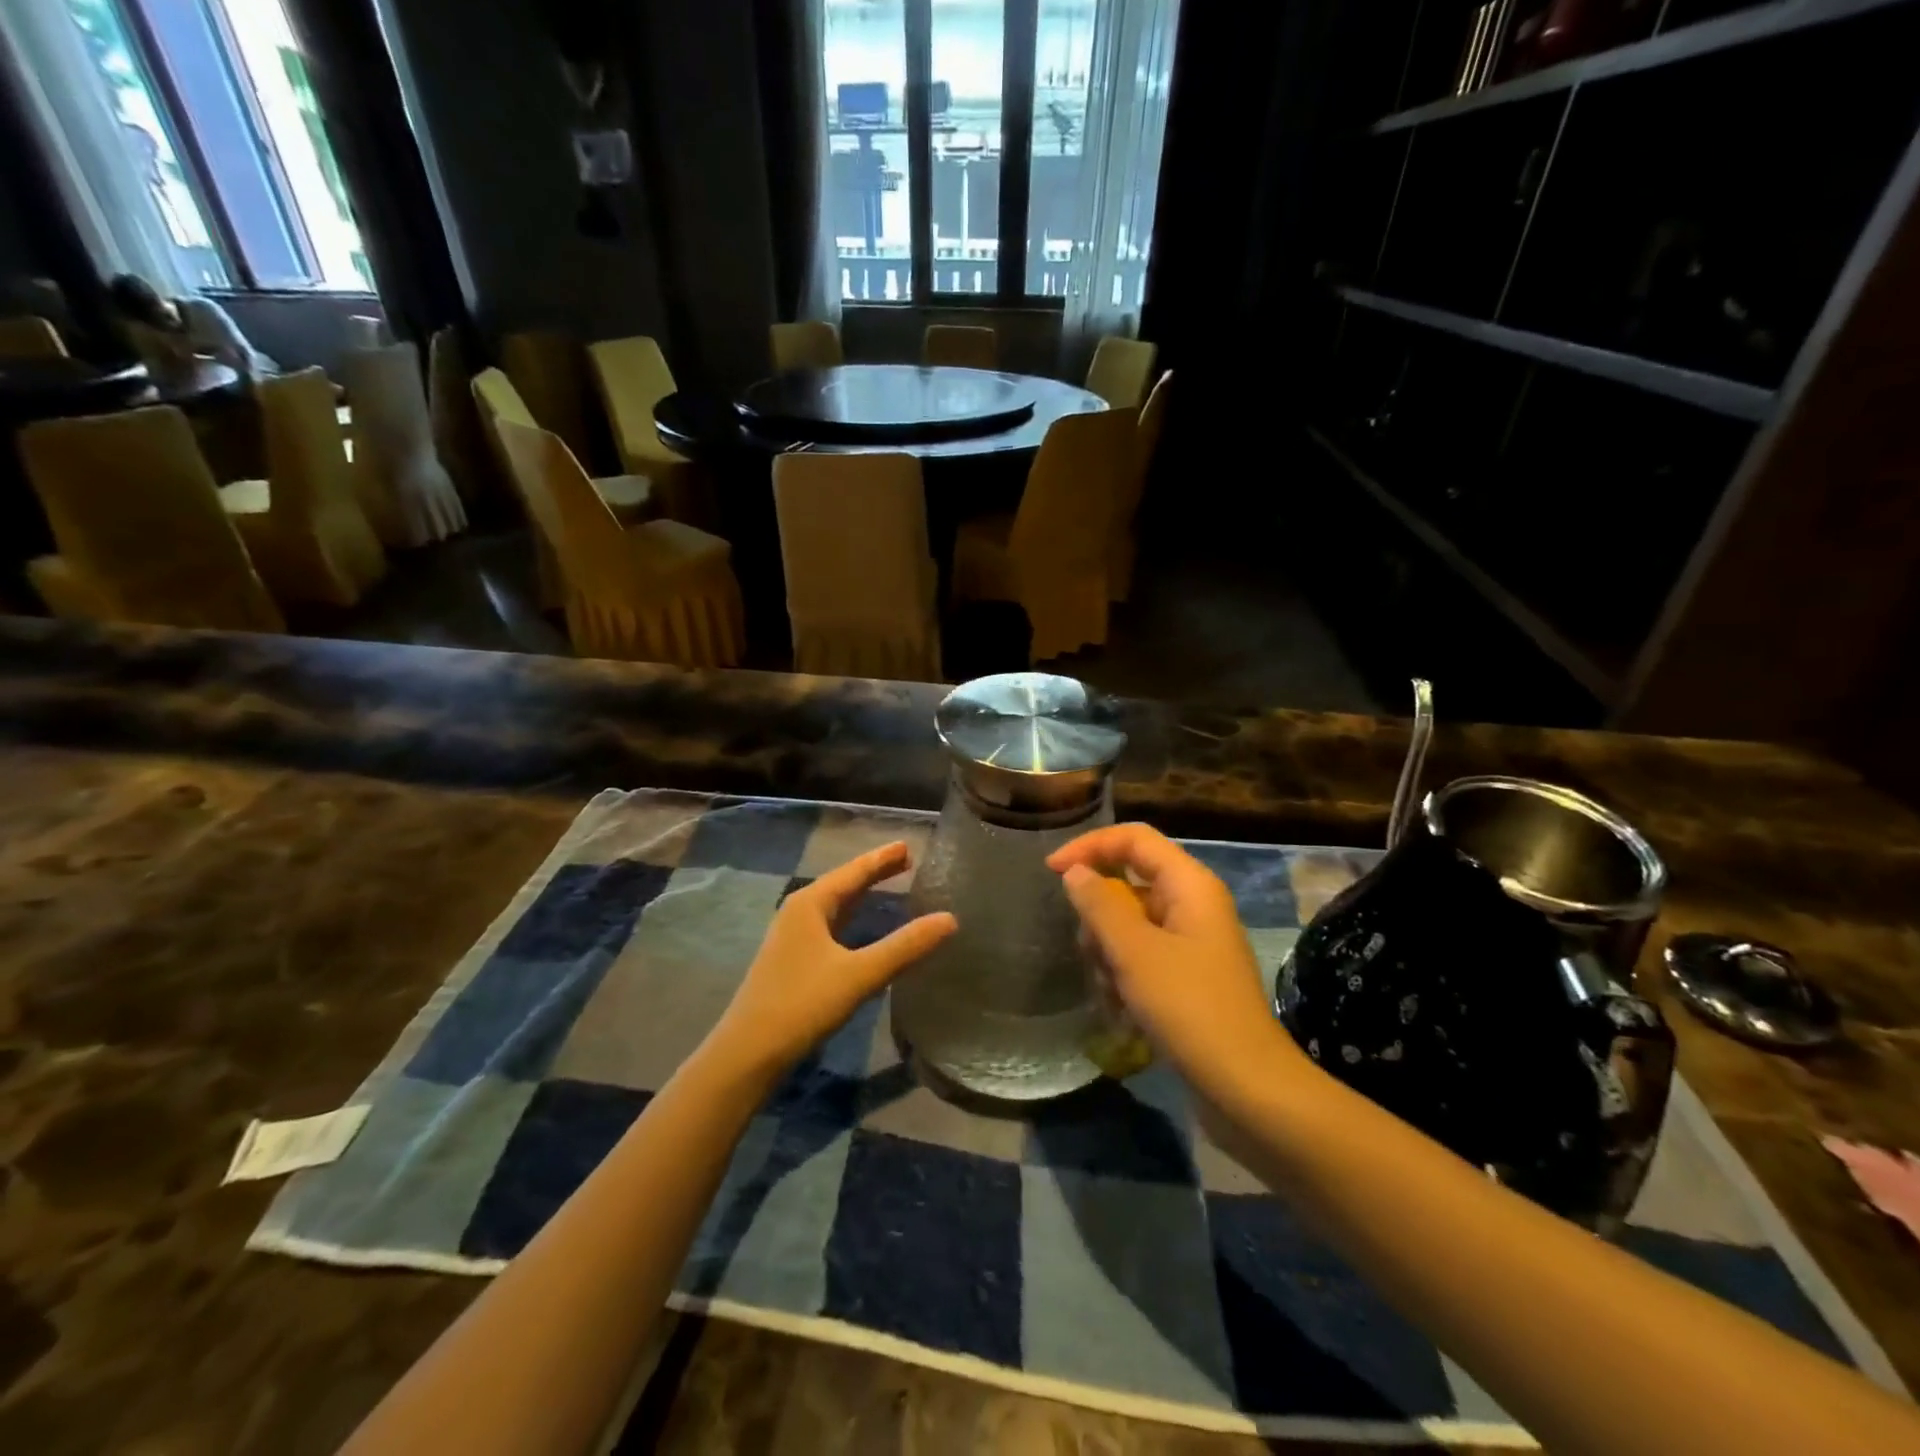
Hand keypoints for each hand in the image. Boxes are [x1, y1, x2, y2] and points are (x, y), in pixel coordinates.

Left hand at [705, 842, 956, 1083]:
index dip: (882, 858)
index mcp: (810, 904)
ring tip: (889, 884)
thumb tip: (949, 919)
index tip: (908, 845)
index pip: (854, 871)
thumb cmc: (802, 1004)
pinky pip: (830, 926)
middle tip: (906, 859)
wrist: (748, 1053)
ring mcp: (792, 937)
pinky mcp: (792, 961)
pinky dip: (852, 919)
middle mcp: (798, 912)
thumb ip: (904, 946)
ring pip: (835, 906)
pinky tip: (862, 929)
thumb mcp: (859, 974)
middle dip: (873, 872)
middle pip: (843, 884)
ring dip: (862, 894)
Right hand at [1048, 824, 1304, 1106]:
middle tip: (1091, 953)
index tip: (1051, 871)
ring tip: (1112, 992)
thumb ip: (1099, 904)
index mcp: (1190, 884)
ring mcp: (1192, 942)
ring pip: (1131, 924)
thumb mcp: (1134, 952)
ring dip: (1110, 953)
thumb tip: (1074, 871)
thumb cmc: (1189, 1008)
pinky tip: (1123, 1012)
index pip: (1133, 839)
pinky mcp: (1188, 976)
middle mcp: (1193, 904)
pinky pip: (1142, 957)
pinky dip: (1125, 976)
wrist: (1247, 1089)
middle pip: (1129, 883)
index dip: (1089, 846)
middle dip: (1100, 916)